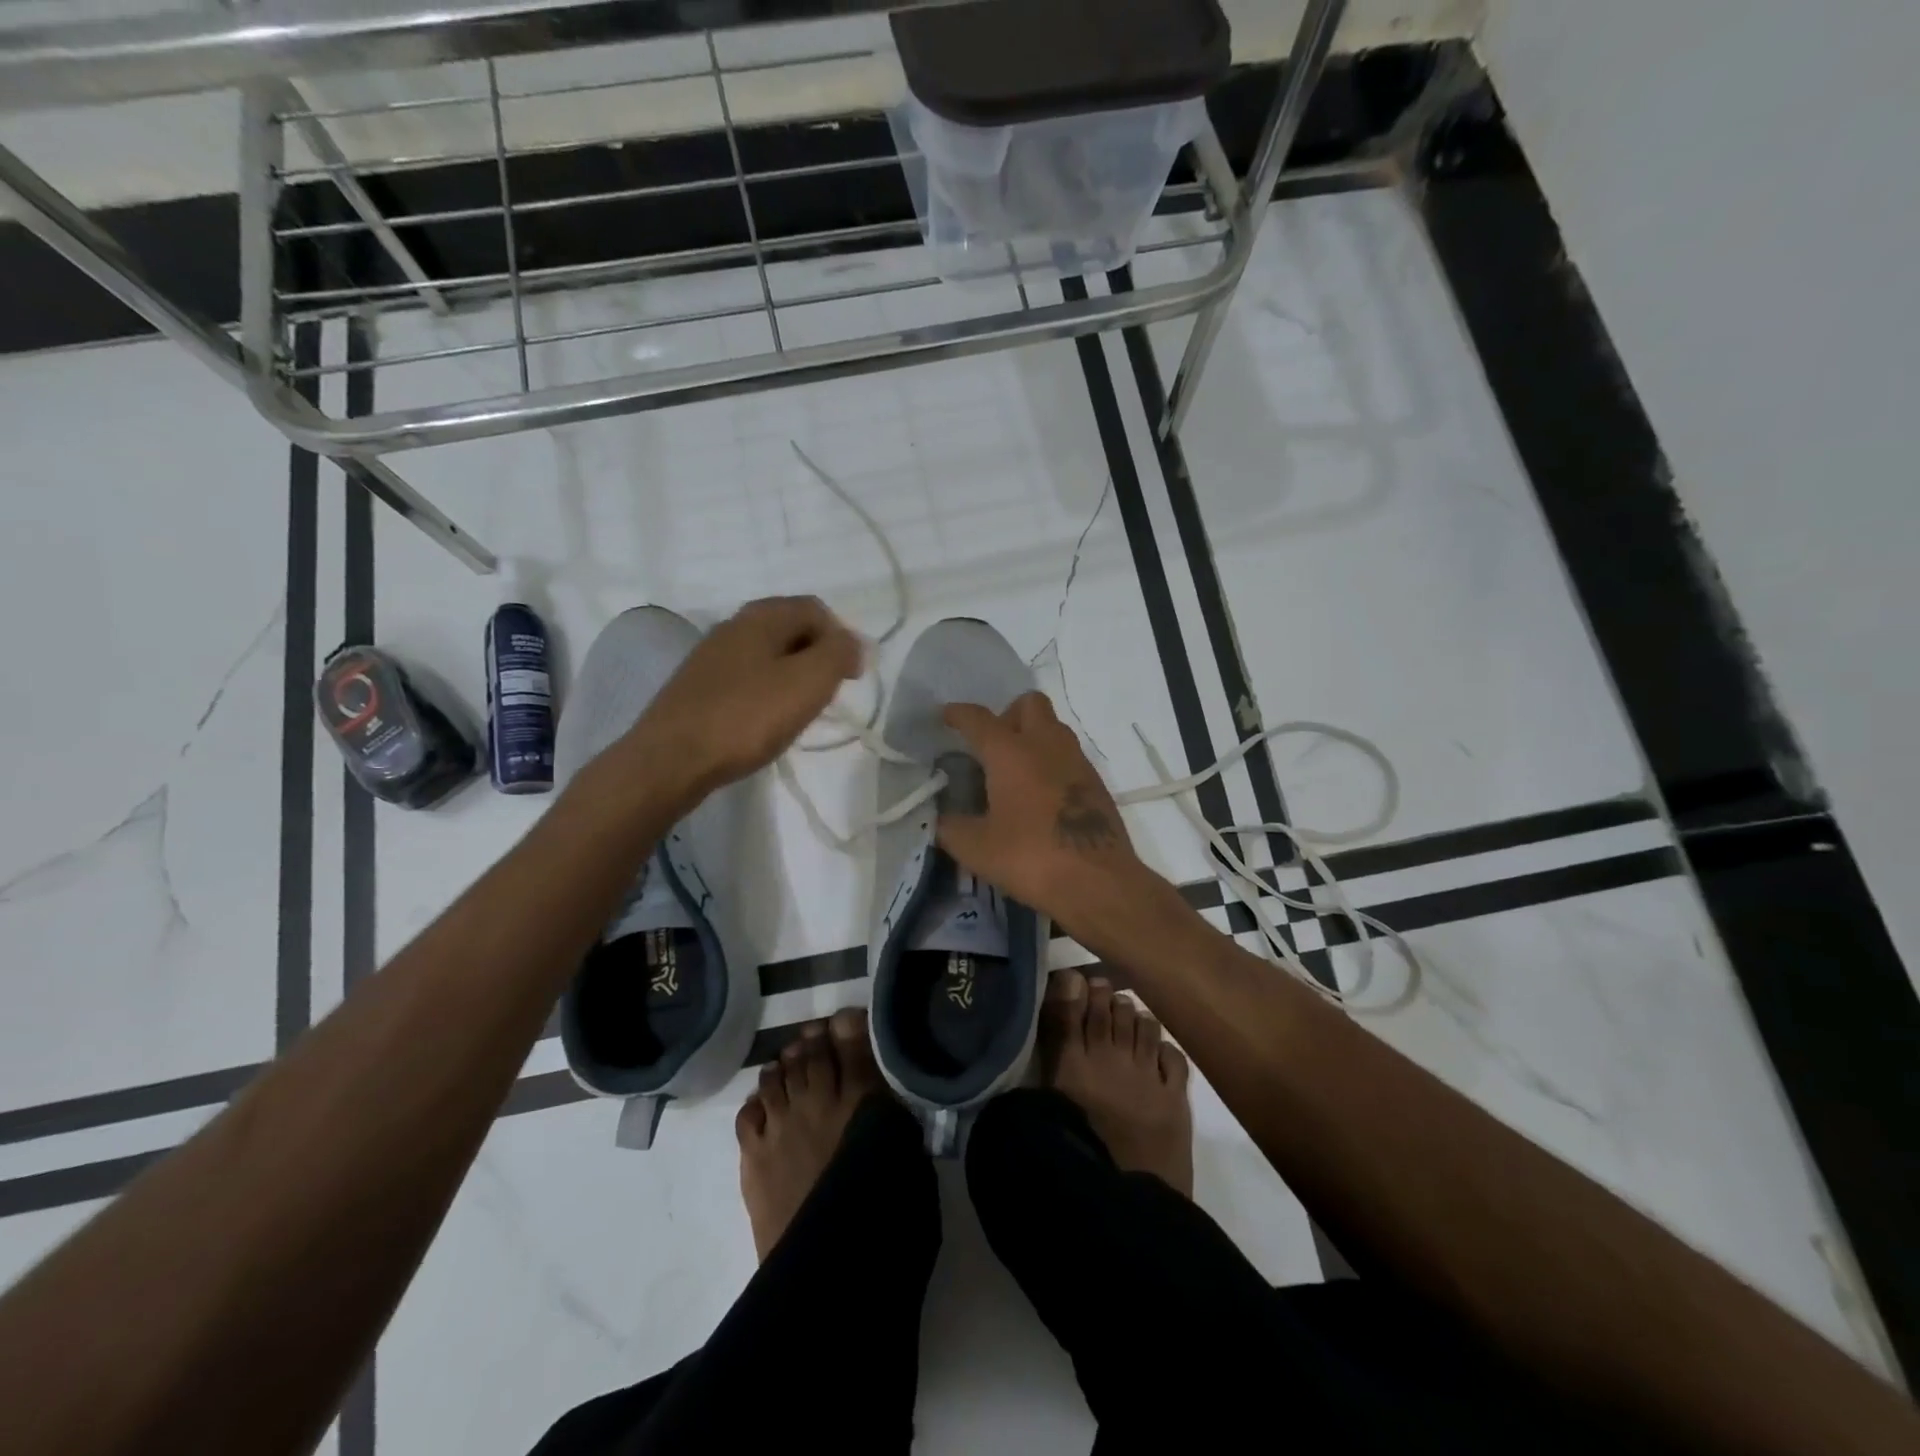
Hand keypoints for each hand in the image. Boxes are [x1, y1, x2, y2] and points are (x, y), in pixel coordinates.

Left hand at [628, 596, 861, 795]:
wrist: (672, 759)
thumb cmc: (747, 717)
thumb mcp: (808, 682)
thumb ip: (839, 654)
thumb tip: (854, 643)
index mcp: (762, 616)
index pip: (816, 609)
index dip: (841, 639)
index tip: (850, 678)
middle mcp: (734, 626)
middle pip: (791, 629)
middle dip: (818, 657)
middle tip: (827, 694)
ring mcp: (711, 656)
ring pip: (768, 654)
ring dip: (793, 676)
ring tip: (800, 711)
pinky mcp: (698, 686)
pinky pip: (747, 678)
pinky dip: (767, 692)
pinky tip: (765, 722)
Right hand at [937, 692, 1148, 923]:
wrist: (1098, 882)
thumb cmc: (1031, 858)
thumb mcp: (975, 849)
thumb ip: (950, 827)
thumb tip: (940, 817)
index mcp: (1011, 752)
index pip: (979, 719)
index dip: (957, 714)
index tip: (945, 716)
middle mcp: (1046, 745)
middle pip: (1029, 704)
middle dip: (1007, 715)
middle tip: (991, 746)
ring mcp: (1077, 761)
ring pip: (1053, 728)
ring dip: (1032, 737)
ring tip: (1014, 771)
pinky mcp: (1096, 783)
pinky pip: (1069, 755)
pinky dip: (1051, 762)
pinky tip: (1040, 795)